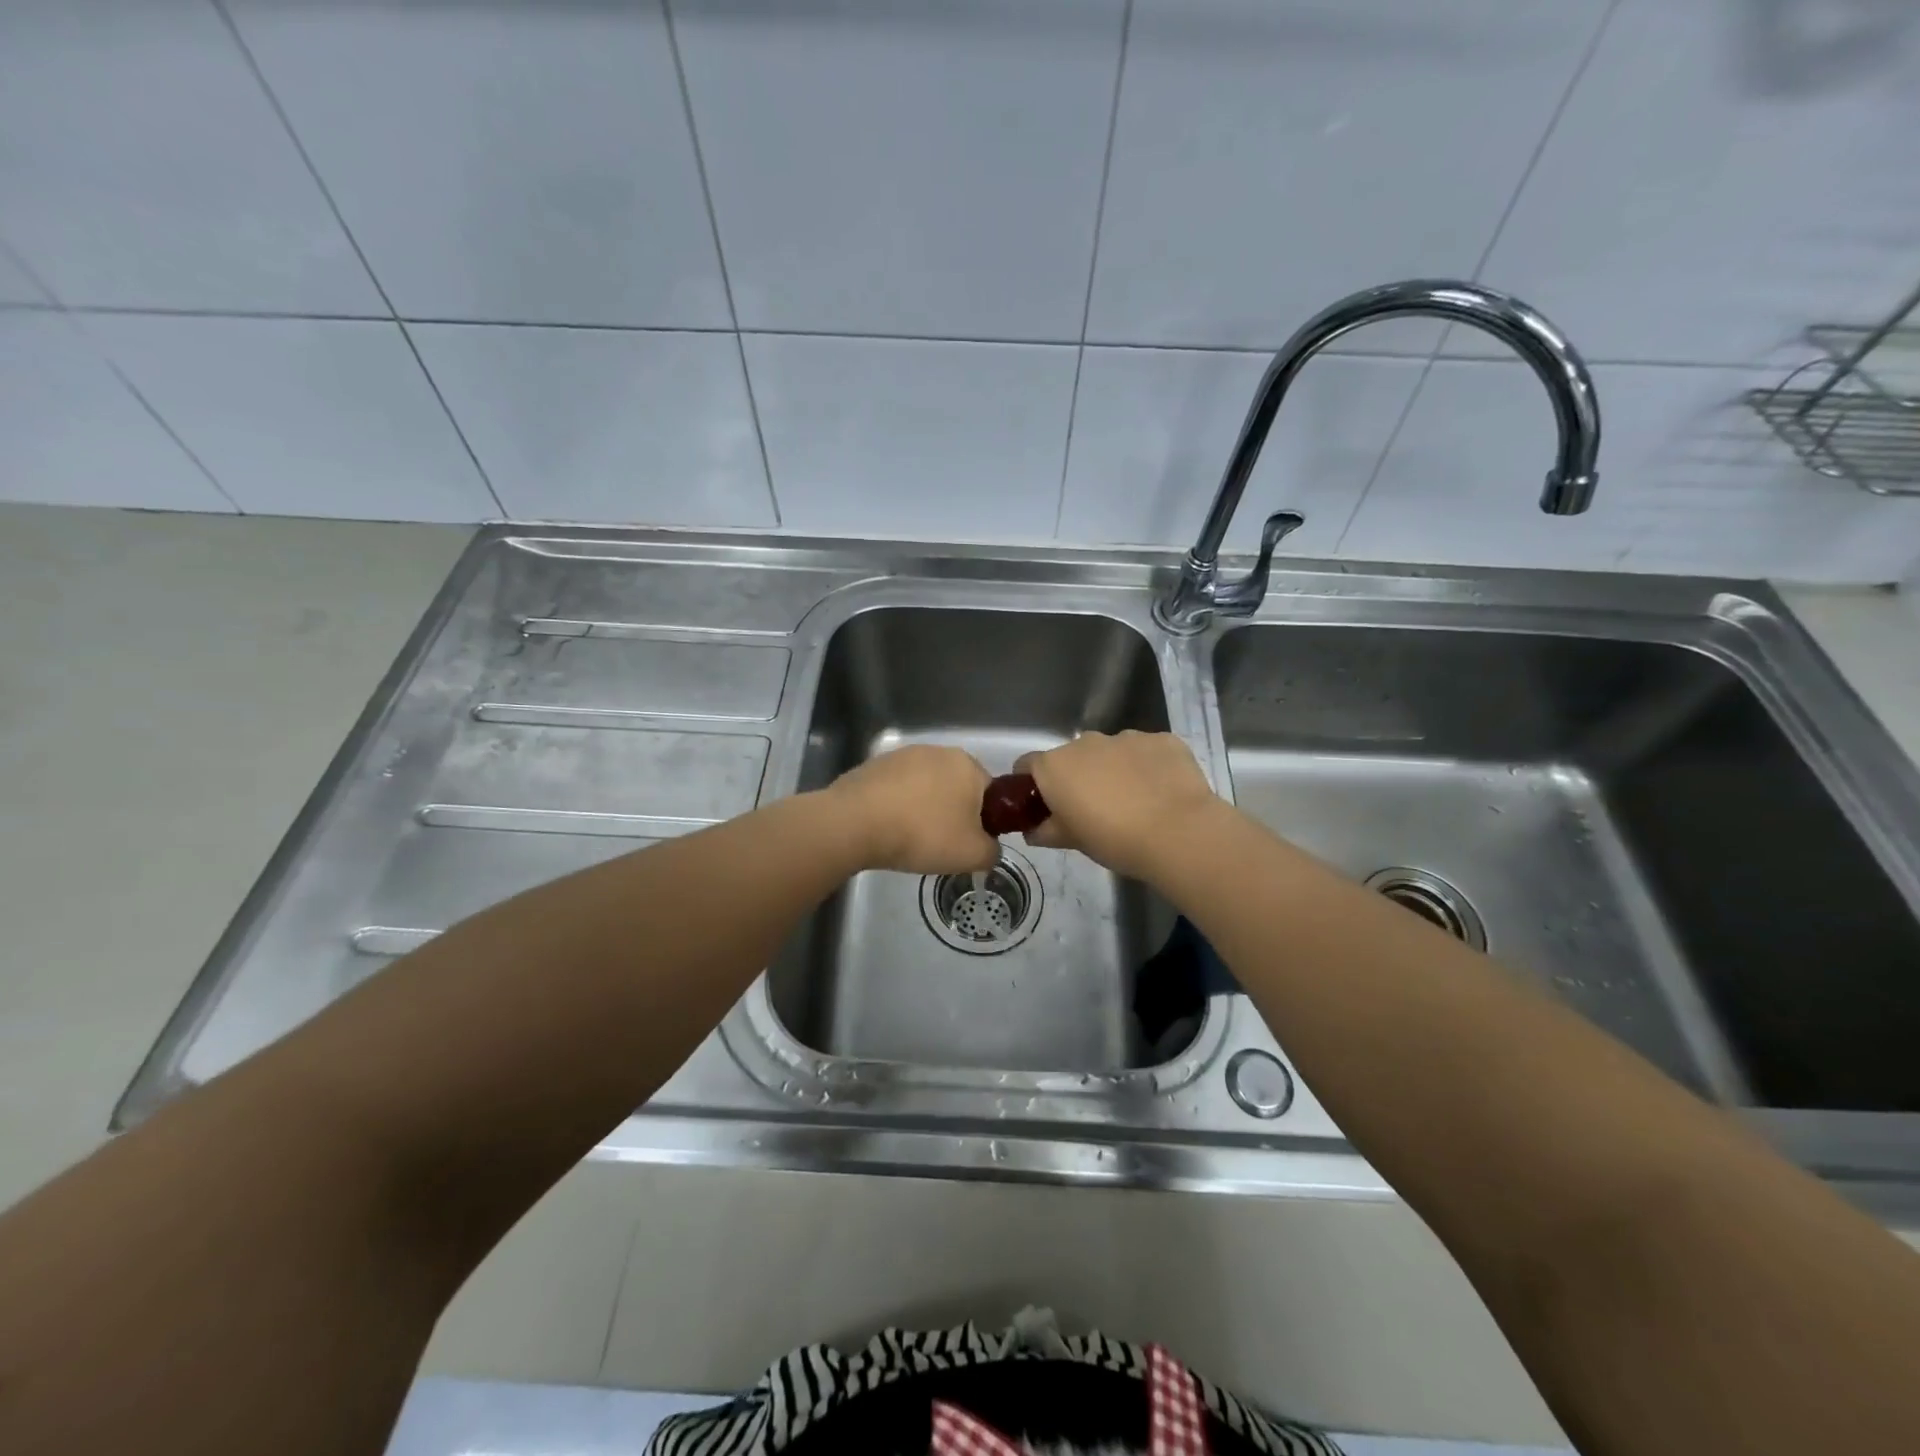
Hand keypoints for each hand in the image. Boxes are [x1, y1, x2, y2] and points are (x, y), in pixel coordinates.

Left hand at [825, 745, 999, 874]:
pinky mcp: (873, 765)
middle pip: (955, 788)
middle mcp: (938, 751)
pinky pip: (895, 790)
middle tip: (940, 844)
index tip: (968, 843)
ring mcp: (902, 755)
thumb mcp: (972, 855)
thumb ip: (992, 852)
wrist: (855, 823)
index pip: (989, 793)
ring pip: (924, 787)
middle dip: (951, 813)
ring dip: (921, 809)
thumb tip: (989, 848)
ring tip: (908, 838)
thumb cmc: (923, 834)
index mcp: (968, 765)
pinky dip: (895, 807)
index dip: (984, 821)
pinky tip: (886, 829)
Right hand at [1017, 731, 1223, 880]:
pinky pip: (1146, 751)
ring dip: (1114, 770)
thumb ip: (1047, 831)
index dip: (1031, 785)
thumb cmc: (1114, 839)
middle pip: (1072, 757)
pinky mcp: (1162, 740)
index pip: (1027, 765)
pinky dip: (1148, 767)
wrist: (1178, 832)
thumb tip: (1035, 830)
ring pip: (1111, 751)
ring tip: (1134, 802)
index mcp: (1055, 766)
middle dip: (1078, 777)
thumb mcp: (1072, 842)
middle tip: (1093, 809)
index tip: (1044, 806)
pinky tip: (1161, 793)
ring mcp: (1126, 737)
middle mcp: (1086, 742)